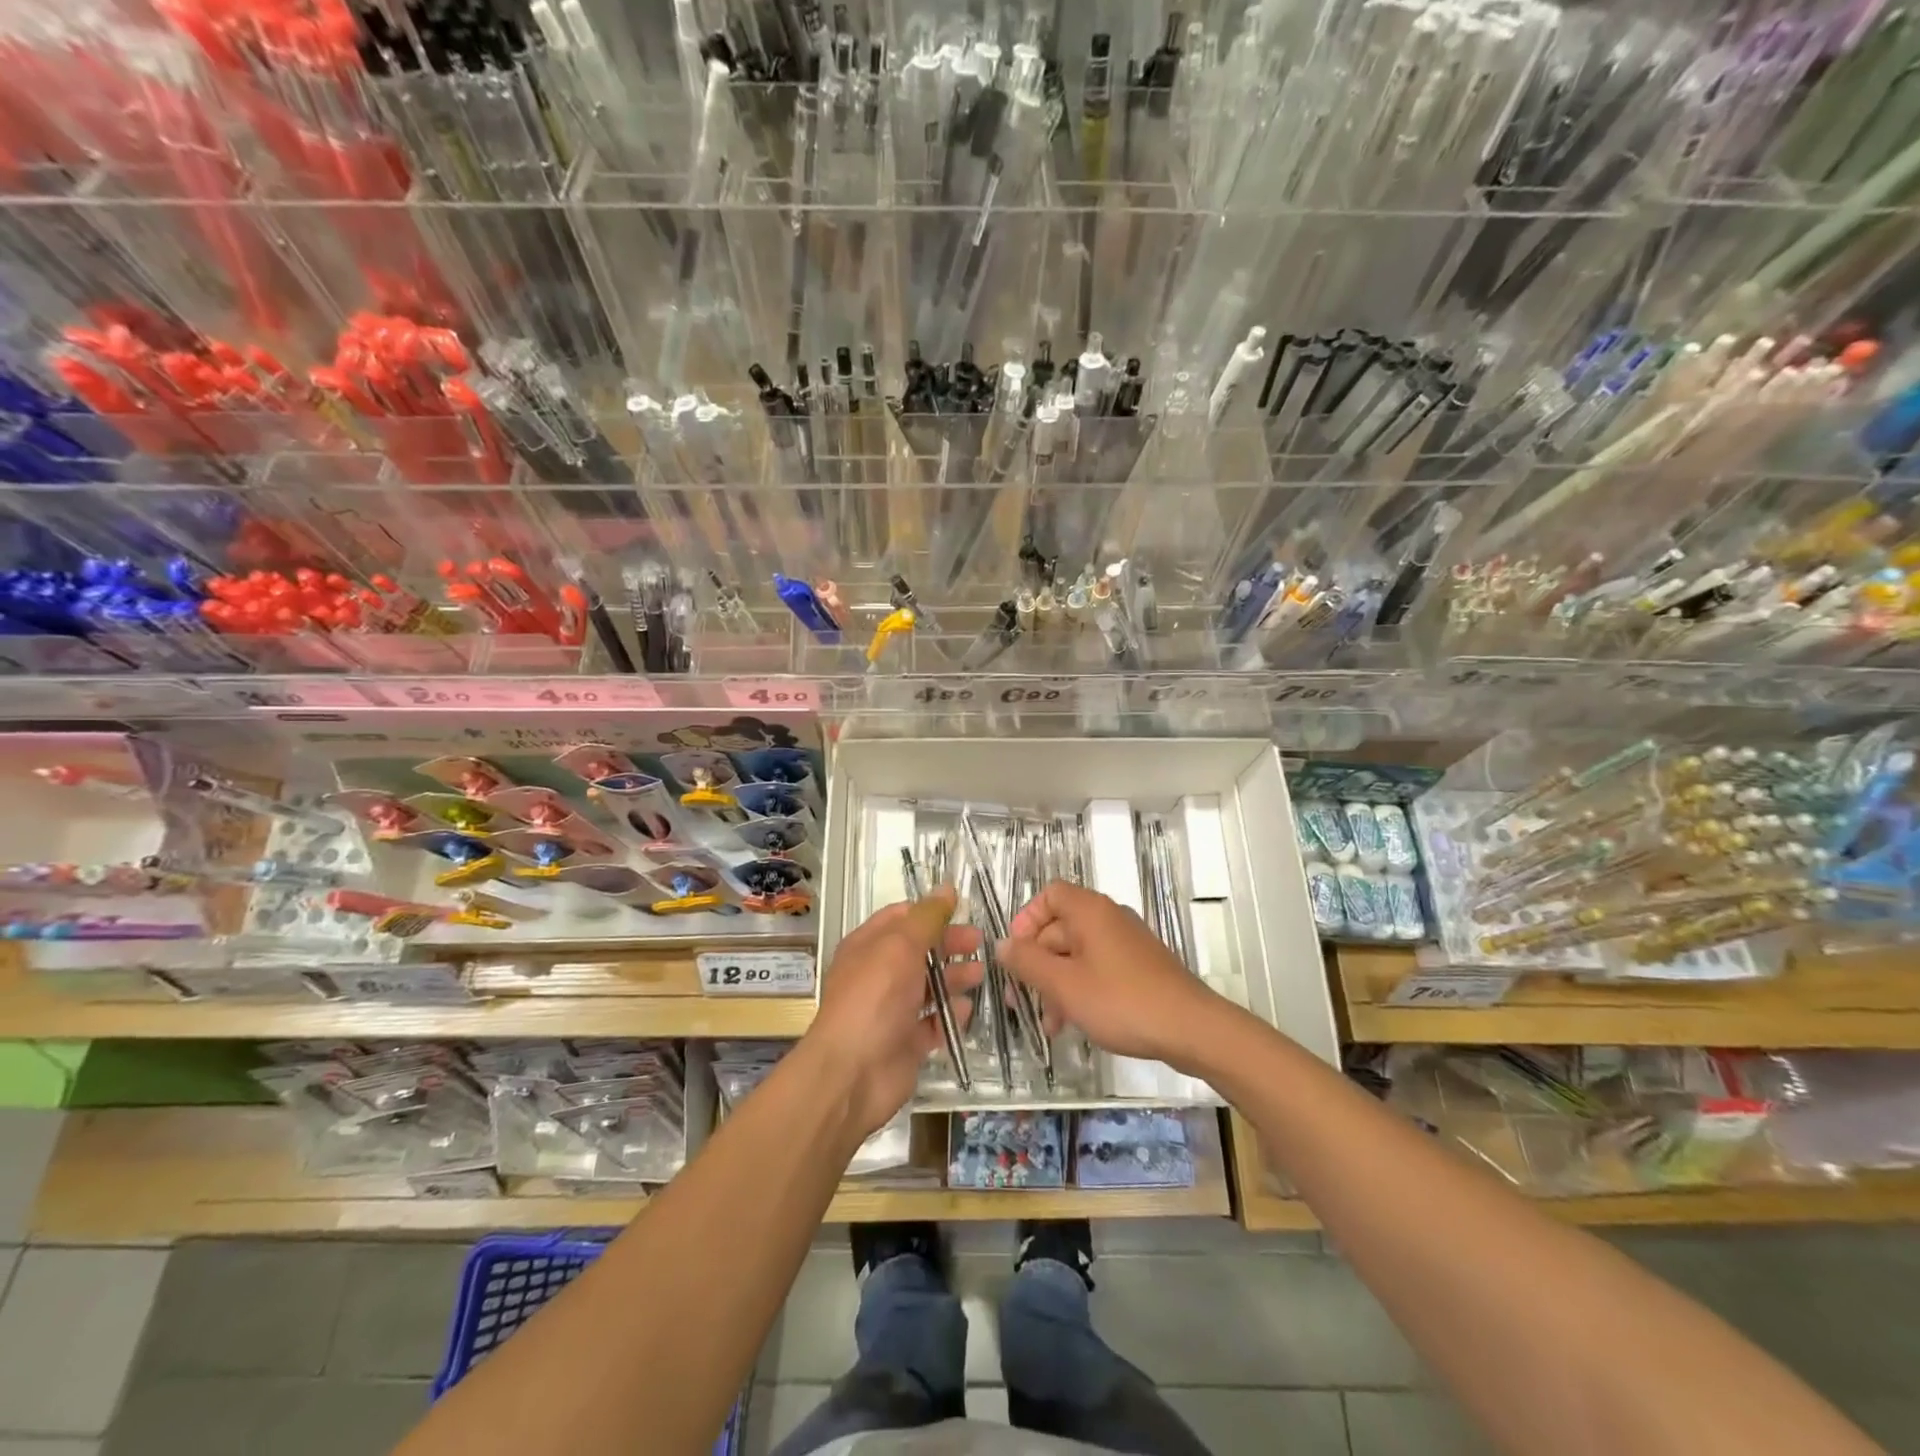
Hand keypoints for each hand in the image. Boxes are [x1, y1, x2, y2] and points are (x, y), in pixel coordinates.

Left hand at [804, 888, 982, 1138]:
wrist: (853, 1073)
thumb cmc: (874, 998)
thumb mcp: (901, 946)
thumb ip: (927, 918)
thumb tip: (947, 888)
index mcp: (868, 946)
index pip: (900, 918)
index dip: (930, 912)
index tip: (962, 910)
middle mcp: (878, 974)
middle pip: (919, 951)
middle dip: (949, 945)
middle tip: (980, 943)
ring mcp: (891, 1009)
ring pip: (928, 986)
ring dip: (954, 978)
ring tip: (979, 975)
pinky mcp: (905, 1041)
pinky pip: (932, 1023)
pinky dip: (949, 1016)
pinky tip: (966, 1011)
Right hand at [998, 881, 1226, 1071]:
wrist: (1191, 1028)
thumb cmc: (1121, 1001)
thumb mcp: (1064, 984)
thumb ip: (1027, 962)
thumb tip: (1002, 945)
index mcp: (1090, 911)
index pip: (1049, 895)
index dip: (1027, 919)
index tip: (1016, 953)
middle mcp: (1108, 918)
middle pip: (1060, 928)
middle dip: (1036, 964)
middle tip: (1020, 1001)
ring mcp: (1126, 943)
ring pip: (1077, 954)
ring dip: (1056, 984)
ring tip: (1048, 1023)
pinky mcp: (1139, 968)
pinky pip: (1098, 969)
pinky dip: (1080, 989)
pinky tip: (1073, 1023)